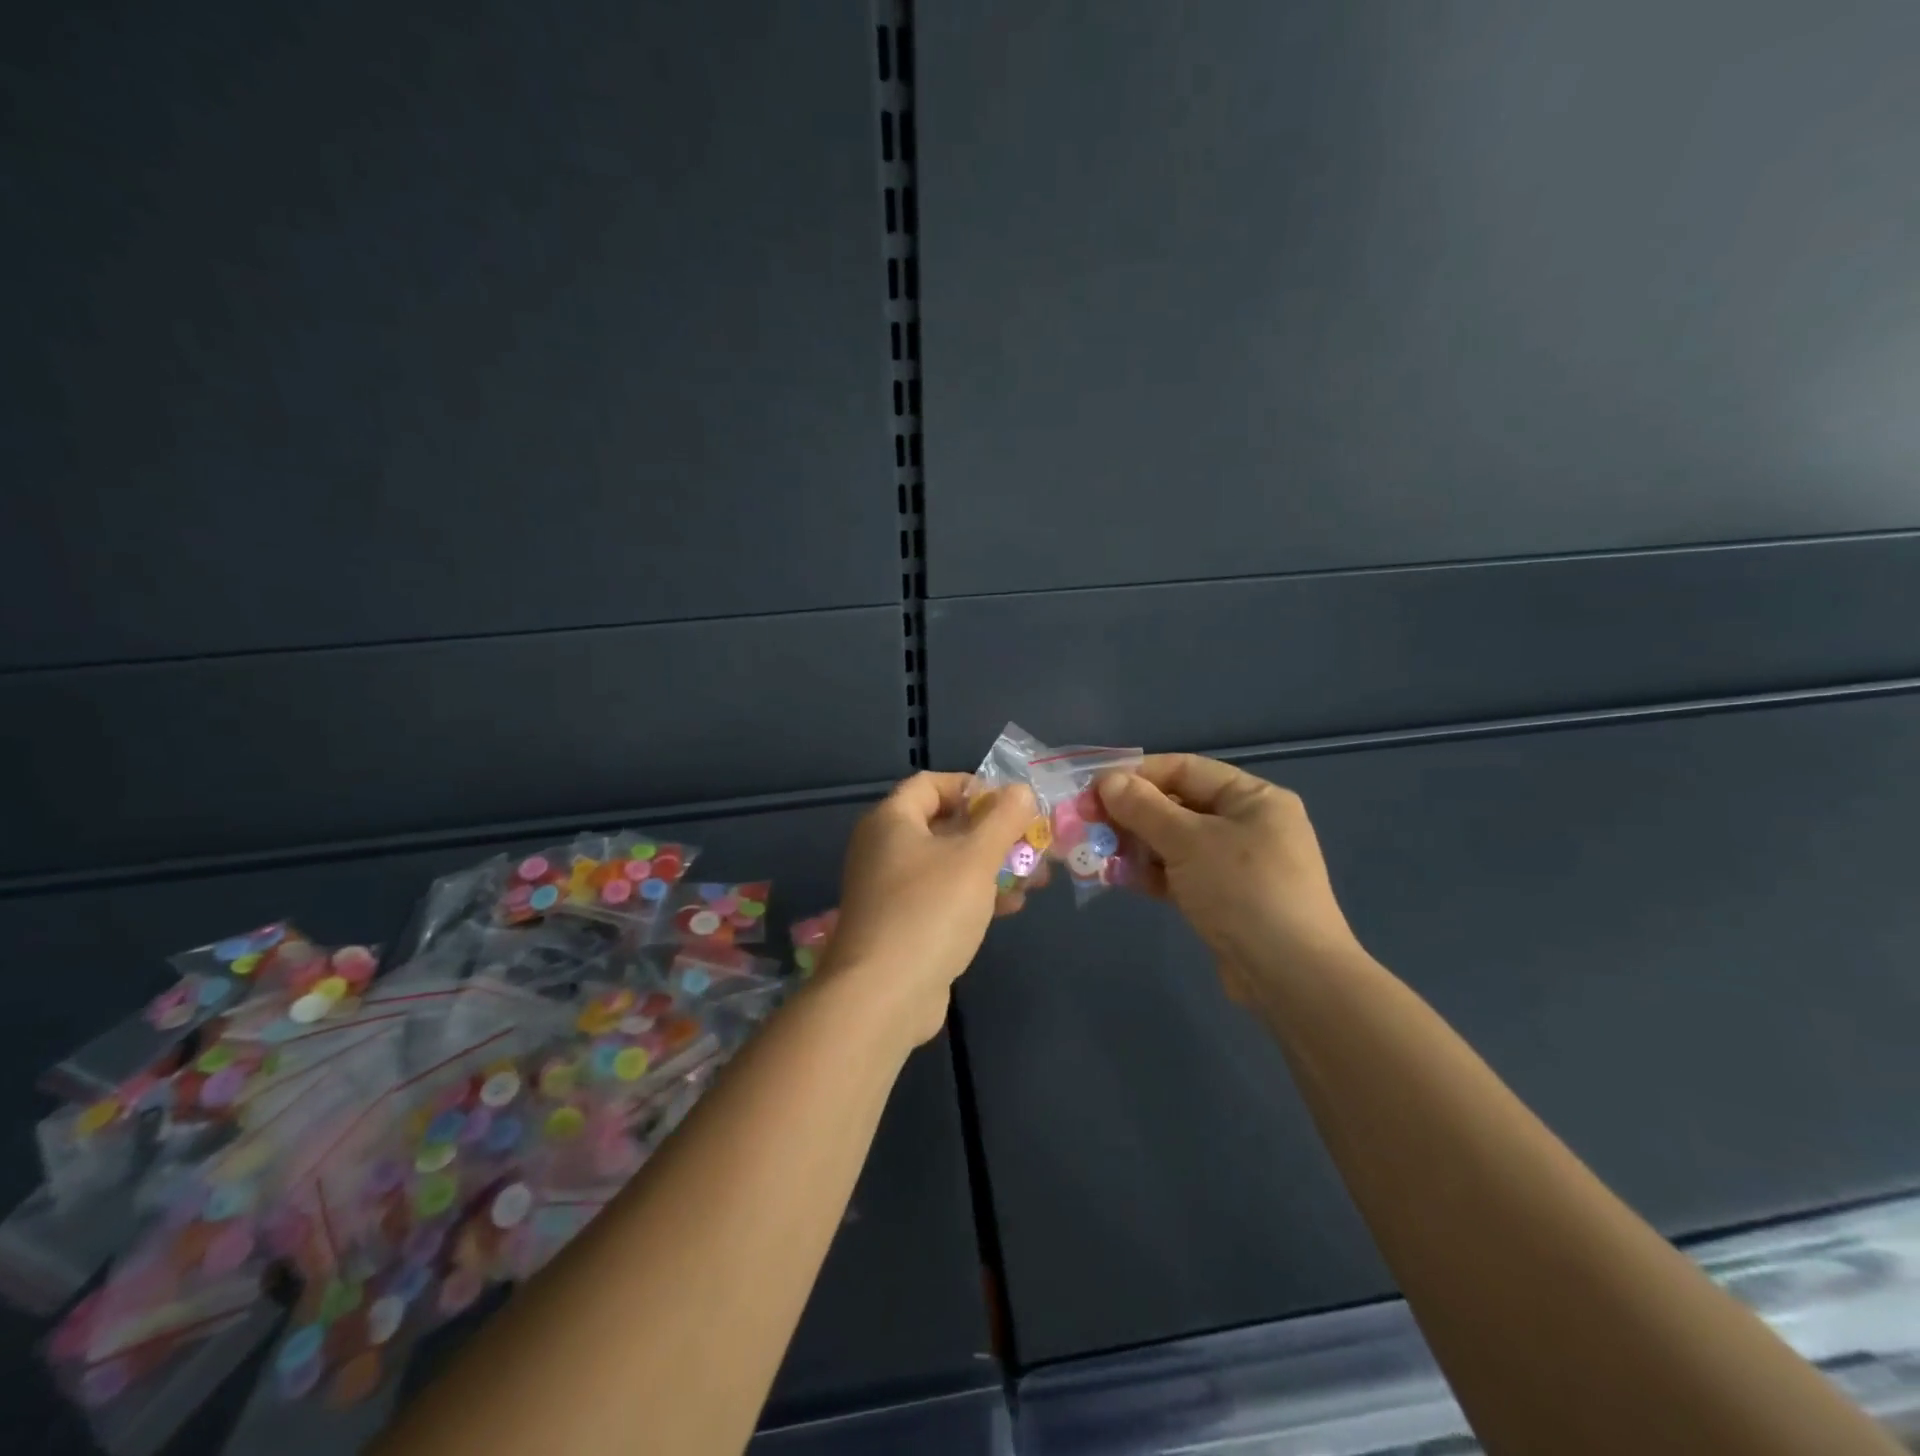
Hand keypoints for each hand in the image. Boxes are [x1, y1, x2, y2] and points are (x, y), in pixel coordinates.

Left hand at [823, 772, 1037, 1044]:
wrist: (883, 996)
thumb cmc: (929, 911)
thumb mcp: (975, 858)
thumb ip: (1002, 819)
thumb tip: (1020, 790)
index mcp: (892, 820)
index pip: (932, 783)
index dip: (973, 786)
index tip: (1011, 804)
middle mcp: (885, 848)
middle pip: (945, 824)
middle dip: (993, 833)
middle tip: (1033, 843)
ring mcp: (890, 889)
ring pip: (948, 864)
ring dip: (991, 866)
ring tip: (1035, 877)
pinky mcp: (901, 924)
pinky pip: (942, 896)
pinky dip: (974, 895)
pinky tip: (1010, 907)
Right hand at [1098, 754, 1364, 1005]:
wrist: (1290, 976)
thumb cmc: (1242, 891)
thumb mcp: (1188, 841)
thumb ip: (1144, 808)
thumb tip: (1108, 781)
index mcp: (1253, 798)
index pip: (1185, 769)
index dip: (1137, 774)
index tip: (1094, 787)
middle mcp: (1248, 824)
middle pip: (1178, 806)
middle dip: (1130, 813)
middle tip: (1087, 822)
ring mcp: (1237, 864)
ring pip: (1175, 842)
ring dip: (1135, 845)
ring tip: (1096, 853)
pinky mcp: (1225, 899)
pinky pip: (1180, 873)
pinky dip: (1151, 873)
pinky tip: (1118, 879)